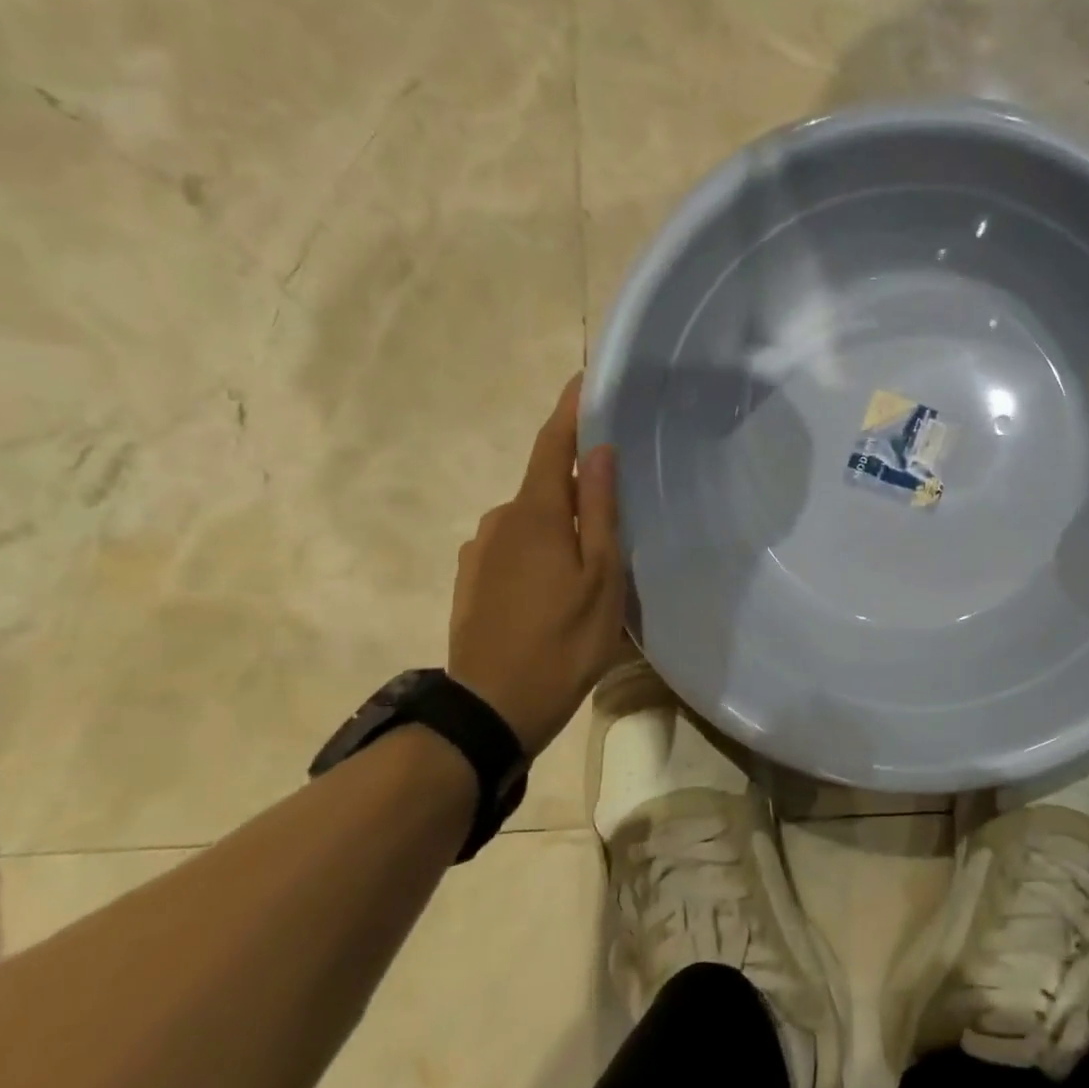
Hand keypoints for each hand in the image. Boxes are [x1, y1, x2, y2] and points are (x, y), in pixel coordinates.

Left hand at [449, 375, 625, 756]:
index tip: (584, 378)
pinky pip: (513, 547)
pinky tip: (557, 587)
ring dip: (560, 525)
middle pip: (545, 485)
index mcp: (535, 513)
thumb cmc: (563, 640)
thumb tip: (598, 452)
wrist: (492, 709)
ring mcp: (479, 551)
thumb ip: (598, 510)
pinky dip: (540, 550)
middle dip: (578, 484)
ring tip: (591, 562)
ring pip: (531, 520)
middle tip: (618, 508)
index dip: (569, 410)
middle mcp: (499, 520)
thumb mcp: (600, 576)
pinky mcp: (471, 579)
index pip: (552, 444)